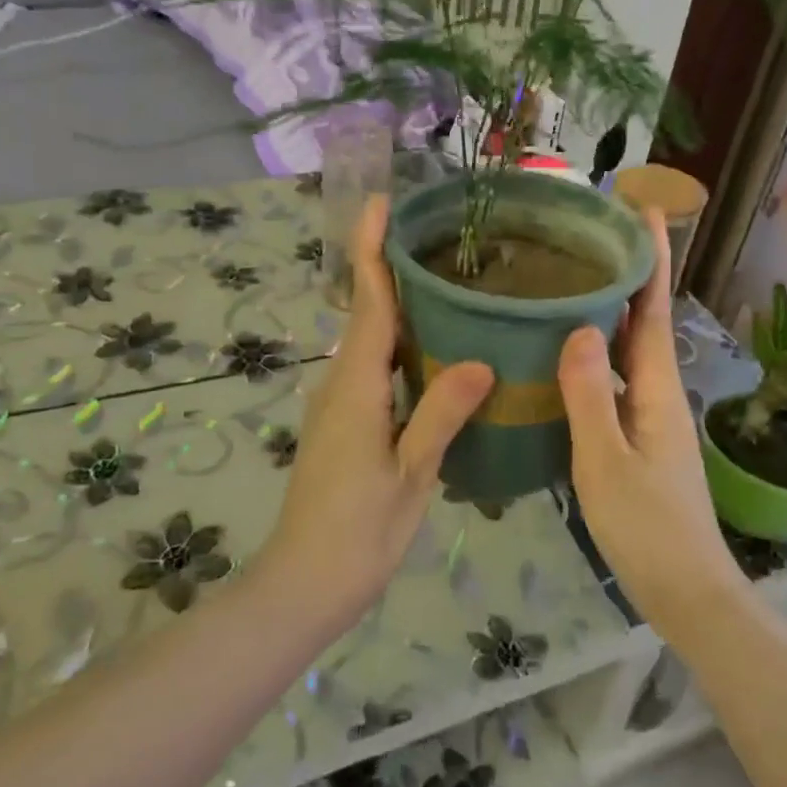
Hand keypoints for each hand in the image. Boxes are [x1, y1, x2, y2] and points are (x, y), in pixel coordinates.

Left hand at [262, 195, 494, 623]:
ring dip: (399, 307)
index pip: (369, 303)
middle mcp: (341, 384)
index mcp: (355, 387)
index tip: (383, 204)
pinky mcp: (345, 424)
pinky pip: (375, 369)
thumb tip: (482, 359)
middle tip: (440, 238)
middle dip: (392, 269)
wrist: (304, 583)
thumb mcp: (410, 475)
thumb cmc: (357, 532)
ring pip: (372, 342)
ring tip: (449, 283)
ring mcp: (340, 405)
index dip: (374, 251)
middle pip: (368, 313)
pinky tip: (437, 351)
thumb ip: (440, 414)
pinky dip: (401, 346)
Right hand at [557, 211, 740, 624]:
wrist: (686, 589)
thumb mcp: (605, 461)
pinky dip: (597, 356)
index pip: (652, 309)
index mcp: (656, 389)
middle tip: (589, 238)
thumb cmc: (646, 527)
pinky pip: (616, 381)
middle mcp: (659, 393)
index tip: (646, 209)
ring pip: (629, 352)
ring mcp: (651, 418)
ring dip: (610, 314)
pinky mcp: (640, 440)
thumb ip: (589, 396)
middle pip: (643, 322)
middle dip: (628, 276)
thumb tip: (578, 327)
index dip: (653, 259)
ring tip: (570, 284)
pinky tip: (566, 358)